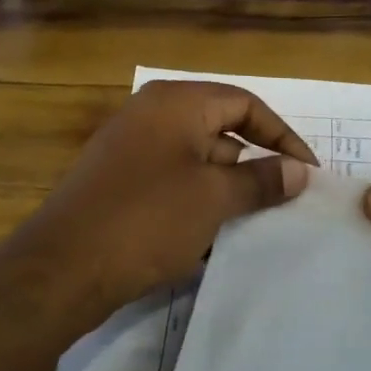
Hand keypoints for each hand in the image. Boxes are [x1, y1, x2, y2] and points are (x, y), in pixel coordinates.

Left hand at [0, 81, 315, 331]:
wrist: (64, 267)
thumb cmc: (148, 219)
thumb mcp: (214, 198)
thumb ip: (260, 180)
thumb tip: (299, 172)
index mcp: (176, 102)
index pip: (245, 103)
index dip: (282, 135)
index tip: (307, 172)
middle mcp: (151, 114)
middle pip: (220, 129)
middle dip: (254, 164)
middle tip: (284, 200)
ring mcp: (130, 148)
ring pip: (196, 159)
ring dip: (227, 187)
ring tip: (254, 222)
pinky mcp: (118, 181)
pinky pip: (172, 181)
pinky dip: (197, 200)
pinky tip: (212, 234)